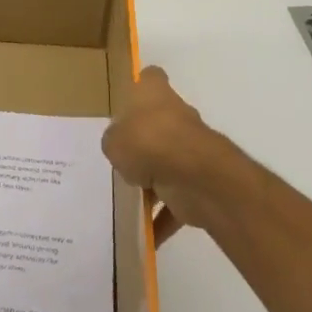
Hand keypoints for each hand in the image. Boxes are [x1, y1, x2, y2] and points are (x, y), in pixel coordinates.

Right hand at [101, 66, 234, 242]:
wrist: (193, 174)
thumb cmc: (147, 141)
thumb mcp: (113, 141)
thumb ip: (115, 142)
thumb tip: (121, 149)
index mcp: (154, 93)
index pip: (149, 79)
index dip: (139, 87)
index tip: (126, 103)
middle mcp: (176, 114)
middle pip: (158, 122)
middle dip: (142, 140)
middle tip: (119, 157)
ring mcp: (191, 146)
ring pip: (167, 161)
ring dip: (153, 181)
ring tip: (128, 197)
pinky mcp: (198, 178)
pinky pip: (176, 198)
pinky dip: (164, 215)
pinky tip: (146, 233)